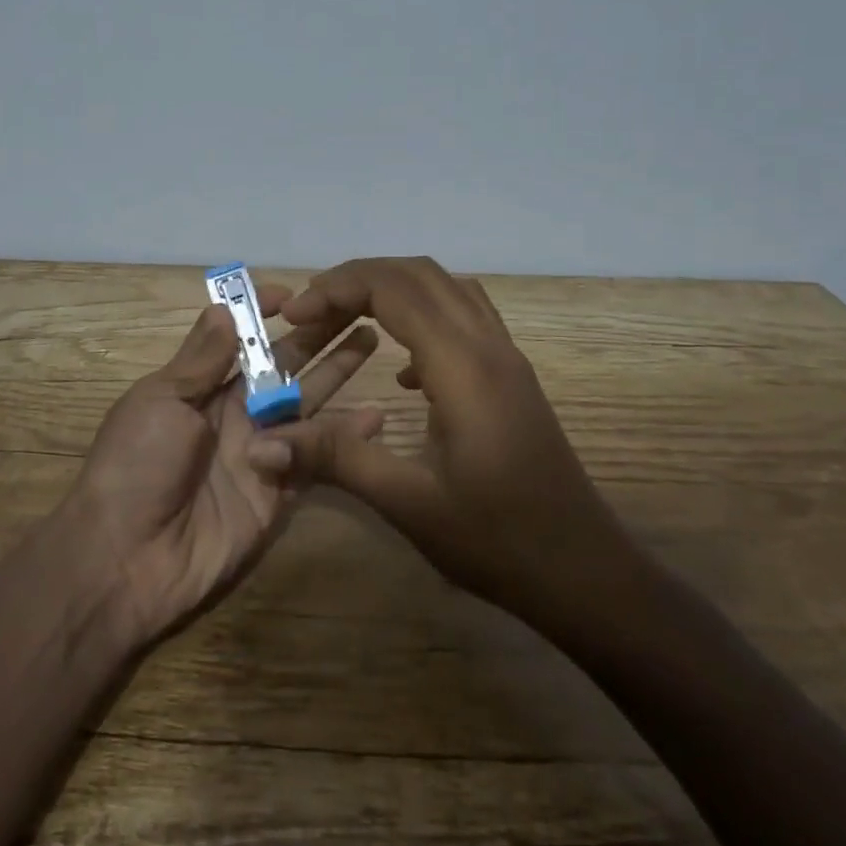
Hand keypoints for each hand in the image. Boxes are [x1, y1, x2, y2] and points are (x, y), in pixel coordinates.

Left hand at [66, 278, 383, 644]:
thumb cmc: (136, 464)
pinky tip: (376, 415)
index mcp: (203, 387)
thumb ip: (201, 358)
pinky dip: (346, 437)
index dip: (265, 315)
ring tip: (372, 339)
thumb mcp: (160, 400)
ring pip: (308, 403)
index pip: (242, 340)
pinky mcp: (281, 491)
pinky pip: (318, 458)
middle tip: (356, 306)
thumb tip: (225, 306)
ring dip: (338, 372)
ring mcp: (263, 451)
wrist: (128, 560)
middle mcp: (236, 413)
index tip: (295, 294)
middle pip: (284, 365)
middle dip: (317, 335)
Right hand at [268, 257, 634, 628]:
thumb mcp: (409, 503)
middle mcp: (488, 344)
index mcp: (463, 365)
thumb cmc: (499, 541)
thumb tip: (261, 443)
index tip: (293, 313)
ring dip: (392, 289)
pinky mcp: (512, 375)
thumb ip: (335, 459)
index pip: (393, 288)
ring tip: (345, 320)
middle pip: (418, 273)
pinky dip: (421, 315)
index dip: (336, 288)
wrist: (585, 572)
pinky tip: (401, 369)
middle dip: (356, 279)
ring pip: (445, 287)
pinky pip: (464, 315)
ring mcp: (507, 356)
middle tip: (309, 312)